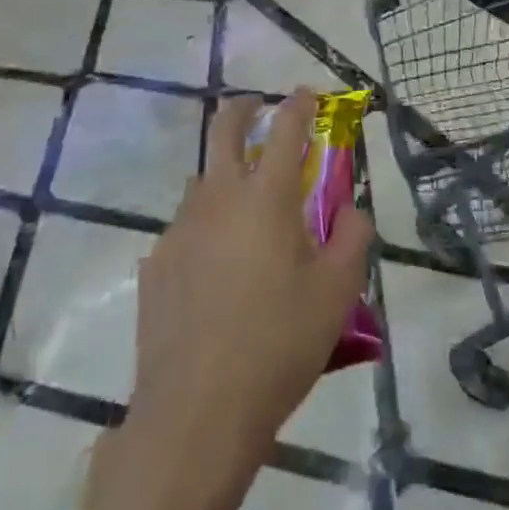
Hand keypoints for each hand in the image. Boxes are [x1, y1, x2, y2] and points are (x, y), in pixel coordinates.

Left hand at [128, 88, 373, 459]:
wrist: (196, 415)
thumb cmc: (277, 345)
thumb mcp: (337, 292)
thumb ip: (353, 238)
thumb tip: (351, 211)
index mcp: (266, 197)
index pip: (286, 128)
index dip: (299, 104)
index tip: (307, 94)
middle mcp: (219, 198)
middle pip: (223, 129)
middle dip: (243, 108)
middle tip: (258, 108)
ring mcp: (180, 230)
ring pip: (201, 180)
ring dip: (223, 173)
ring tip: (245, 204)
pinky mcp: (156, 265)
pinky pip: (184, 228)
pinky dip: (204, 226)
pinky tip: (216, 267)